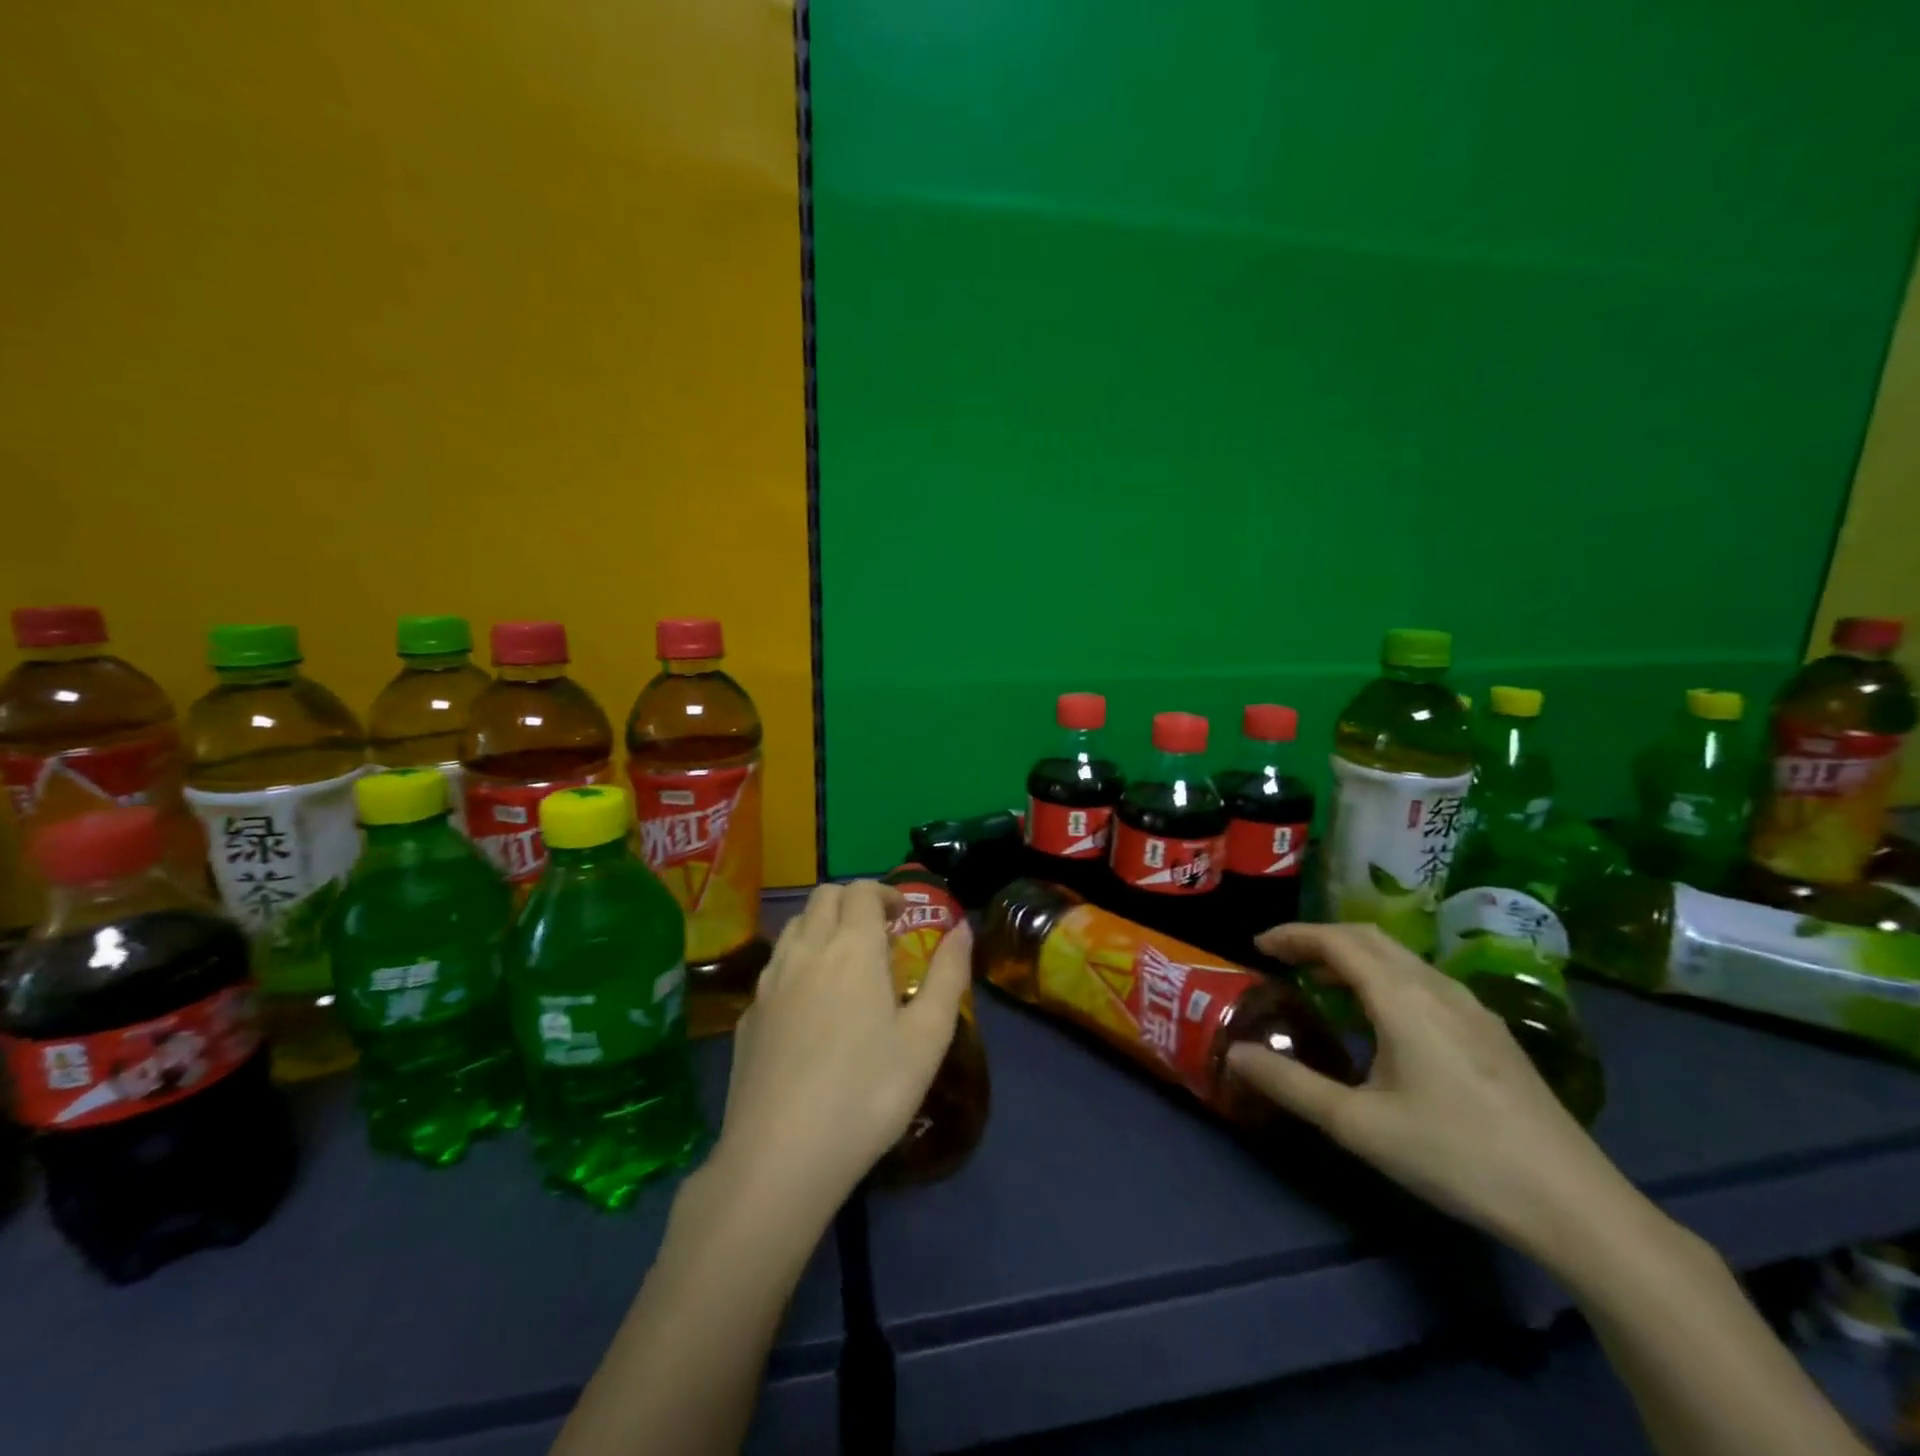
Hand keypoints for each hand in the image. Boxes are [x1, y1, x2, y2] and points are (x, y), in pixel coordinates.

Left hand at [709, 880, 971, 1219]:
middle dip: (852, 901)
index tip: (902, 915)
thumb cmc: (868, 1093)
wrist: (780, 1157)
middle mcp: (806, 951)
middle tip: (877, 932)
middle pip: (823, 897)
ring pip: (793, 927)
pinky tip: (809, 1006)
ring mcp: (769, 983)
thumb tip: (961, 928)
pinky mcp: (747, 1016)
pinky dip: (797, 963)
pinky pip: (774, 968)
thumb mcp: (927, 1038)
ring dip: (821, 926)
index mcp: (852, 948)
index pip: (861, 891)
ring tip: (844, 963)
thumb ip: (949, 975)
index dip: (884, 892)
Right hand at [1226, 923, 1635, 1263]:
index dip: (1293, 935)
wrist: (1574, 1205)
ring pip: (1400, 956)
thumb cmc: (1455, 1155)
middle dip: (1320, 938)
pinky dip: (1384, 975)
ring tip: (1321, 981)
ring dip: (1353, 955)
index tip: (1258, 945)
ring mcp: (1471, 1007)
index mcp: (1402, 998)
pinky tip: (1380, 1017)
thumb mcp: (1358, 1125)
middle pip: (1369, 938)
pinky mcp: (1491, 1031)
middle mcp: (1437, 987)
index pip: (1338, 940)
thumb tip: (1234, 1054)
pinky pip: (1423, 978)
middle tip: (1282, 957)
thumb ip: (1290, 1084)